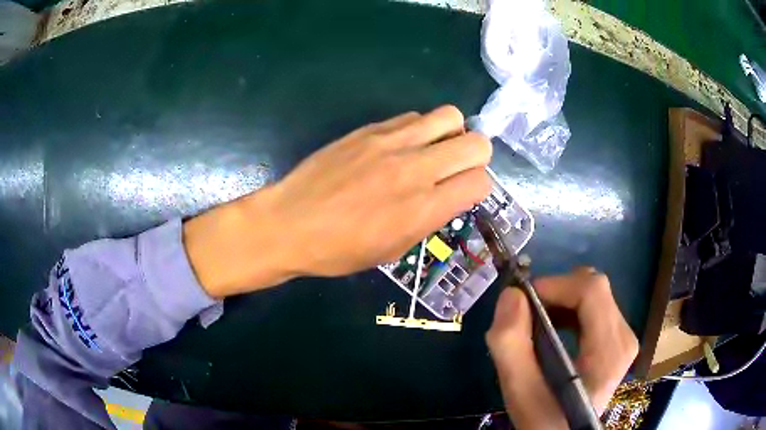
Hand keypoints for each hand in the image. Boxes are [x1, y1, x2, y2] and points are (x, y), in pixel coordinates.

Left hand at [184, 106, 491, 297]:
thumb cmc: (339, 250)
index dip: (478, 187)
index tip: (463, 193)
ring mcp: (391, 142)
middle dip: (476, 156)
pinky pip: (413, 116)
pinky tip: (401, 146)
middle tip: (456, 168)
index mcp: (423, 209)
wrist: (289, 223)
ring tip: (432, 150)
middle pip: (477, 143)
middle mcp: (415, 169)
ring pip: (450, 116)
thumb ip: (429, 219)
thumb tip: (449, 196)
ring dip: (450, 134)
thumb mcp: (393, 250)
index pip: (481, 181)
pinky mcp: (370, 128)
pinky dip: (419, 129)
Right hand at [486, 269, 638, 429]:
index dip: (555, 285)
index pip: (591, 290)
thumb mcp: (519, 392)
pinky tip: (553, 328)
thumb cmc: (544, 419)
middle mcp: (625, 336)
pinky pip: (595, 306)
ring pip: (593, 294)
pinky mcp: (617, 339)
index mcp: (609, 350)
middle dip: (556, 292)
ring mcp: (624, 336)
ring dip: (561, 300)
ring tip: (536, 323)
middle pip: (594, 288)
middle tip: (526, 315)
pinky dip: (569, 309)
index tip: (522, 301)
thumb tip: (511, 295)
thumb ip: (511, 344)